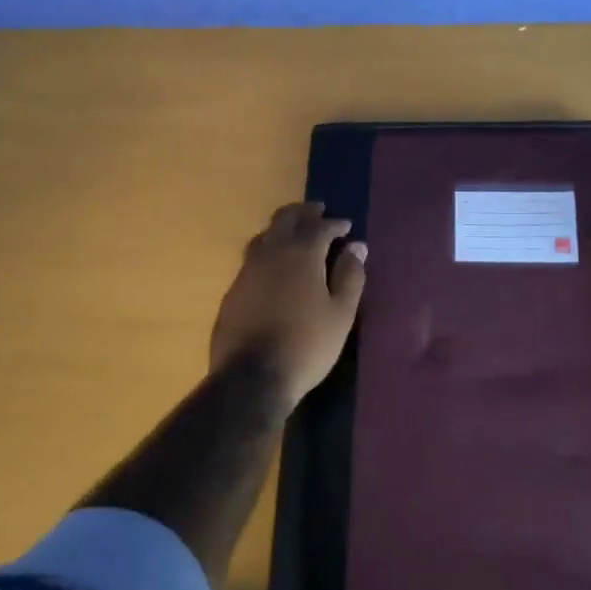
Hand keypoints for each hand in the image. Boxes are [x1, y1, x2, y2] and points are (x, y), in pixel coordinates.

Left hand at [210, 202, 367, 408]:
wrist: (252, 377)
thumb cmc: (307, 344)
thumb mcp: (341, 313)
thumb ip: (350, 276)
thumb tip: (357, 247)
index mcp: (301, 253)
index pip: (320, 226)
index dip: (335, 223)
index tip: (346, 226)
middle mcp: (271, 253)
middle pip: (286, 219)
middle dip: (304, 212)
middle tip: (318, 212)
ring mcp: (247, 270)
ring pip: (265, 236)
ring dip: (282, 229)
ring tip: (294, 235)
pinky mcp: (233, 290)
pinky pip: (252, 259)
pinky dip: (267, 253)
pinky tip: (273, 268)